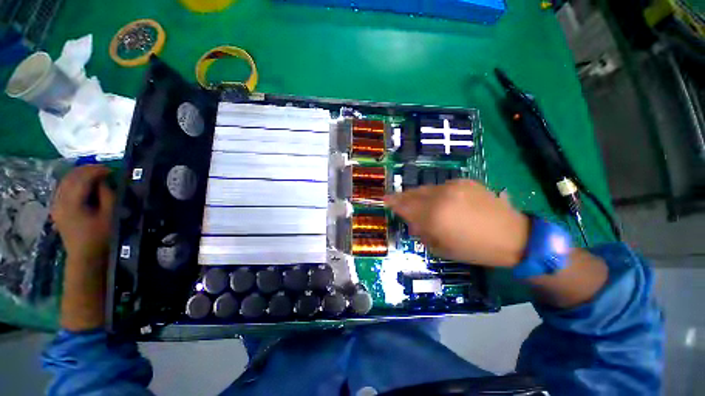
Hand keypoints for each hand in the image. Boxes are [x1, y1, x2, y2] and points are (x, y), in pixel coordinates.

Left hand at [51, 165, 114, 330]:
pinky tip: (83, 185)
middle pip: (71, 177)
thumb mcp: (110, 215)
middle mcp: (60, 201)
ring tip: (96, 176)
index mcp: (73, 203)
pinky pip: (63, 188)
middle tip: (105, 171)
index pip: (83, 178)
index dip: (97, 170)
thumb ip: (107, 195)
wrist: (85, 257)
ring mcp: (56, 205)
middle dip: (88, 170)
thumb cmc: (101, 237)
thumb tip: (104, 180)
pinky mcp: (56, 209)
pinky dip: (73, 183)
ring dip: (80, 175)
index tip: (112, 171)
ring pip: (65, 181)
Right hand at [385, 180, 529, 267]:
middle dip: (403, 197)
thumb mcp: (442, 249)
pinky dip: (435, 193)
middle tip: (397, 200)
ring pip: (425, 188)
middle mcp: (440, 197)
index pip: (405, 206)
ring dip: (418, 195)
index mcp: (433, 216)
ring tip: (418, 202)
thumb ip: (422, 233)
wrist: (513, 236)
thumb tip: (412, 223)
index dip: (393, 202)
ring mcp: (453, 186)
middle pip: (412, 193)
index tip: (384, 200)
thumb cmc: (475, 249)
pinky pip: (441, 186)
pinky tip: (441, 202)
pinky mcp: (464, 181)